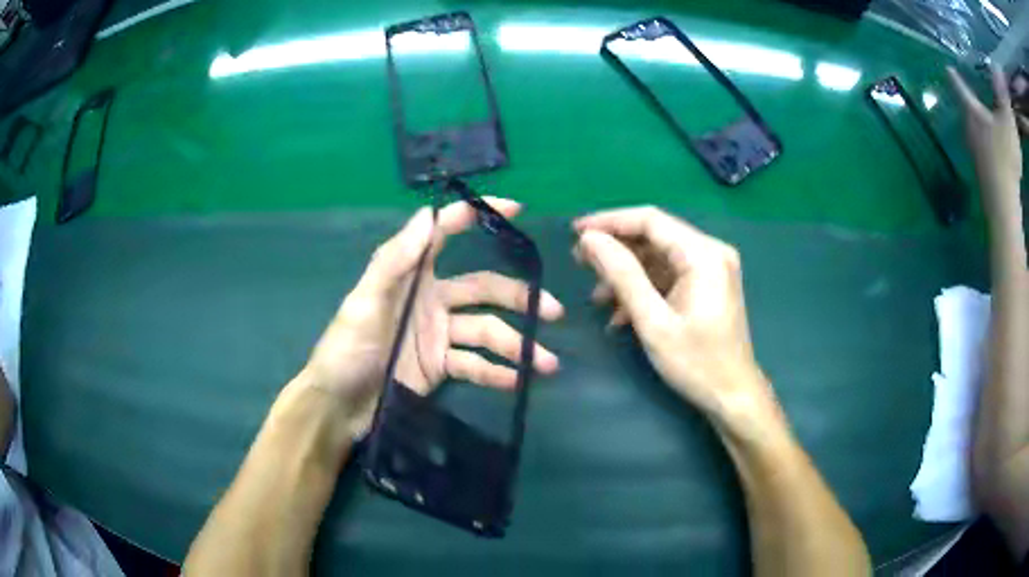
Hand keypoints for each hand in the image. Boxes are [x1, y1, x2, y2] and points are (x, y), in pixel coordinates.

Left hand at [296, 199, 563, 437]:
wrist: (339, 405)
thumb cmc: (346, 348)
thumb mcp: (364, 302)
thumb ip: (394, 261)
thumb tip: (427, 215)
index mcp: (411, 275)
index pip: (445, 235)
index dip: (477, 216)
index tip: (517, 208)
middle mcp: (431, 299)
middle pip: (484, 290)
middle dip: (519, 298)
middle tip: (554, 311)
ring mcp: (439, 335)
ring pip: (487, 332)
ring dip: (517, 345)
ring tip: (548, 362)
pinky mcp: (441, 367)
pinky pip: (476, 366)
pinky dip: (498, 373)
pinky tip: (519, 381)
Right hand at [573, 207, 776, 427]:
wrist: (733, 396)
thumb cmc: (696, 363)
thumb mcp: (653, 321)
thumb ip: (622, 274)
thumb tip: (590, 239)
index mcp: (703, 254)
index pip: (650, 220)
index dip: (609, 222)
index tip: (575, 232)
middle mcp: (711, 252)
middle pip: (655, 236)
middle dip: (616, 249)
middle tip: (580, 263)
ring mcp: (711, 268)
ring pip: (659, 257)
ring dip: (627, 273)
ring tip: (597, 297)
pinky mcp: (708, 285)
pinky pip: (669, 275)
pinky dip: (644, 288)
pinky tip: (621, 314)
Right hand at [948, 65, 1023, 218]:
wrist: (1002, 199)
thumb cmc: (990, 154)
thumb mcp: (973, 116)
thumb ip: (963, 91)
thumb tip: (949, 69)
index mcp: (1006, 111)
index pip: (1002, 87)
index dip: (997, 76)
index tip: (991, 66)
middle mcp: (1013, 125)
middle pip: (1009, 104)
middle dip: (1003, 91)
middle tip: (995, 80)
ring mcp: (1017, 143)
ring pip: (1013, 119)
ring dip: (1008, 107)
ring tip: (999, 97)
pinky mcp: (1018, 156)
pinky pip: (1015, 131)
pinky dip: (1011, 122)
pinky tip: (1004, 119)